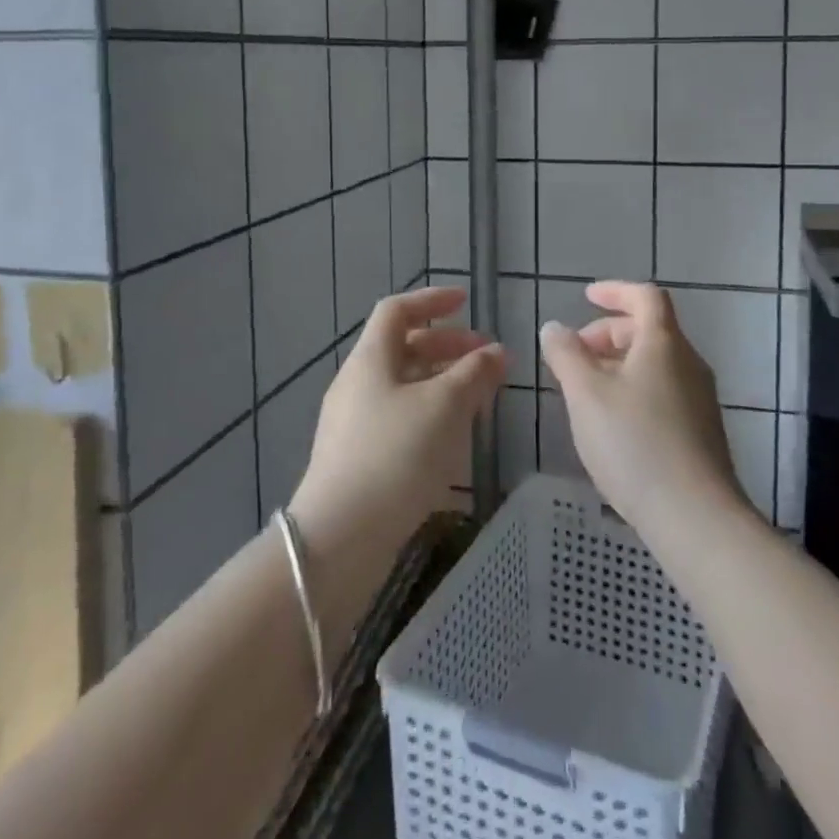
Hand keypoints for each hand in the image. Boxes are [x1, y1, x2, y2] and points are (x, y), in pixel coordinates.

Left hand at [290, 286, 503, 558]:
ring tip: (479, 398)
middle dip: (447, 346)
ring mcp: (354, 422)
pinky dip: (430, 413)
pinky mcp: (358, 457)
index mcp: (370, 359)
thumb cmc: (396, 454)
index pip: (397, 310)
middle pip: (403, 347)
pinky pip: (399, 417)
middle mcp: (357, 383)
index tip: (466, 302)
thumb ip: (474, 374)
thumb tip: (498, 351)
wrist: (340, 538)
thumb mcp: (444, 406)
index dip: (432, 300)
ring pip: (404, 385)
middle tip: (486, 358)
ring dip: (442, 382)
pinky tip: (454, 437)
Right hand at [539, 281, 743, 536]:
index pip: (645, 296)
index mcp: (664, 343)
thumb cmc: (635, 443)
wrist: (696, 517)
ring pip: (655, 364)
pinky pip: (663, 392)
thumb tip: (554, 328)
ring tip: (586, 393)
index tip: (585, 298)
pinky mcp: (701, 433)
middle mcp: (688, 363)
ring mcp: (699, 400)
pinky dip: (634, 391)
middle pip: (649, 330)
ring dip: (618, 365)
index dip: (615, 291)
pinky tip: (613, 426)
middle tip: (575, 356)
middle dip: (608, 334)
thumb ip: (566, 355)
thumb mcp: (586, 395)